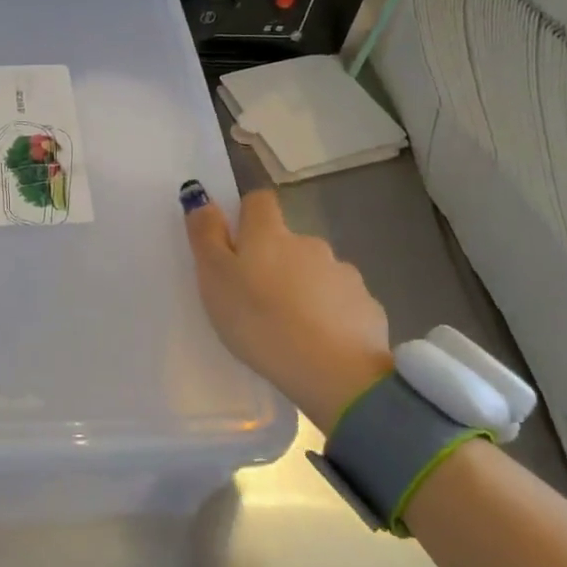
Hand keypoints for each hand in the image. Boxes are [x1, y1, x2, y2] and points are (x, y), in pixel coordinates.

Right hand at [182, 182, 393, 436]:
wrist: (334, 371)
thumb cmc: (259, 321)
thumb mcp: (214, 278)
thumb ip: (206, 235)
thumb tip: (200, 195)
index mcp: (269, 234)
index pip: (259, 201)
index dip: (246, 215)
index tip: (235, 244)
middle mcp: (310, 244)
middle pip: (288, 241)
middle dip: (274, 259)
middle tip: (256, 298)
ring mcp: (343, 274)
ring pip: (316, 271)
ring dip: (303, 287)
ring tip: (288, 325)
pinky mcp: (367, 306)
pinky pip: (341, 302)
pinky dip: (329, 313)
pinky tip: (318, 341)